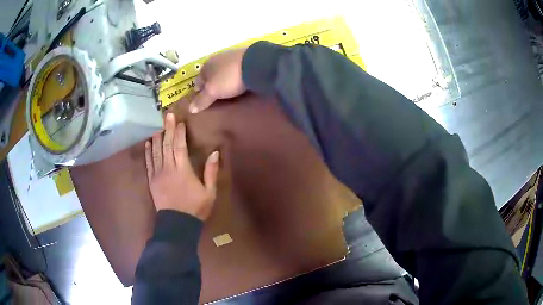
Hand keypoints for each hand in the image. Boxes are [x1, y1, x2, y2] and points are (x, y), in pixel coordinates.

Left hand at [145, 113, 219, 220]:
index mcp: (182, 170)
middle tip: (167, 115)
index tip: (179, 121)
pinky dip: (148, 152)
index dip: (179, 132)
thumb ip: (211, 171)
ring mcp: (158, 174)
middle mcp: (168, 168)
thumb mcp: (209, 192)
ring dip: (157, 137)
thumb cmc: (195, 208)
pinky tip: (148, 143)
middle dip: (167, 128)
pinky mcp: (152, 181)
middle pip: (166, 144)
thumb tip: (215, 153)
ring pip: (156, 151)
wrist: (177, 224)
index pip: (179, 146)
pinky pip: (149, 163)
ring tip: (158, 126)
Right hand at [189, 48, 246, 113]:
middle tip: (217, 99)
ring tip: (229, 94)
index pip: (198, 81)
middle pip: (210, 76)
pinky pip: (236, 70)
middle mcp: (216, 59)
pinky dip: (235, 77)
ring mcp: (231, 57)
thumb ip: (201, 100)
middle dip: (212, 86)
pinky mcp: (245, 58)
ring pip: (223, 72)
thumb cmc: (228, 78)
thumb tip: (190, 109)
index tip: (204, 103)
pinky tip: (240, 84)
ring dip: (224, 81)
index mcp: (205, 66)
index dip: (199, 92)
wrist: (254, 63)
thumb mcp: (212, 91)